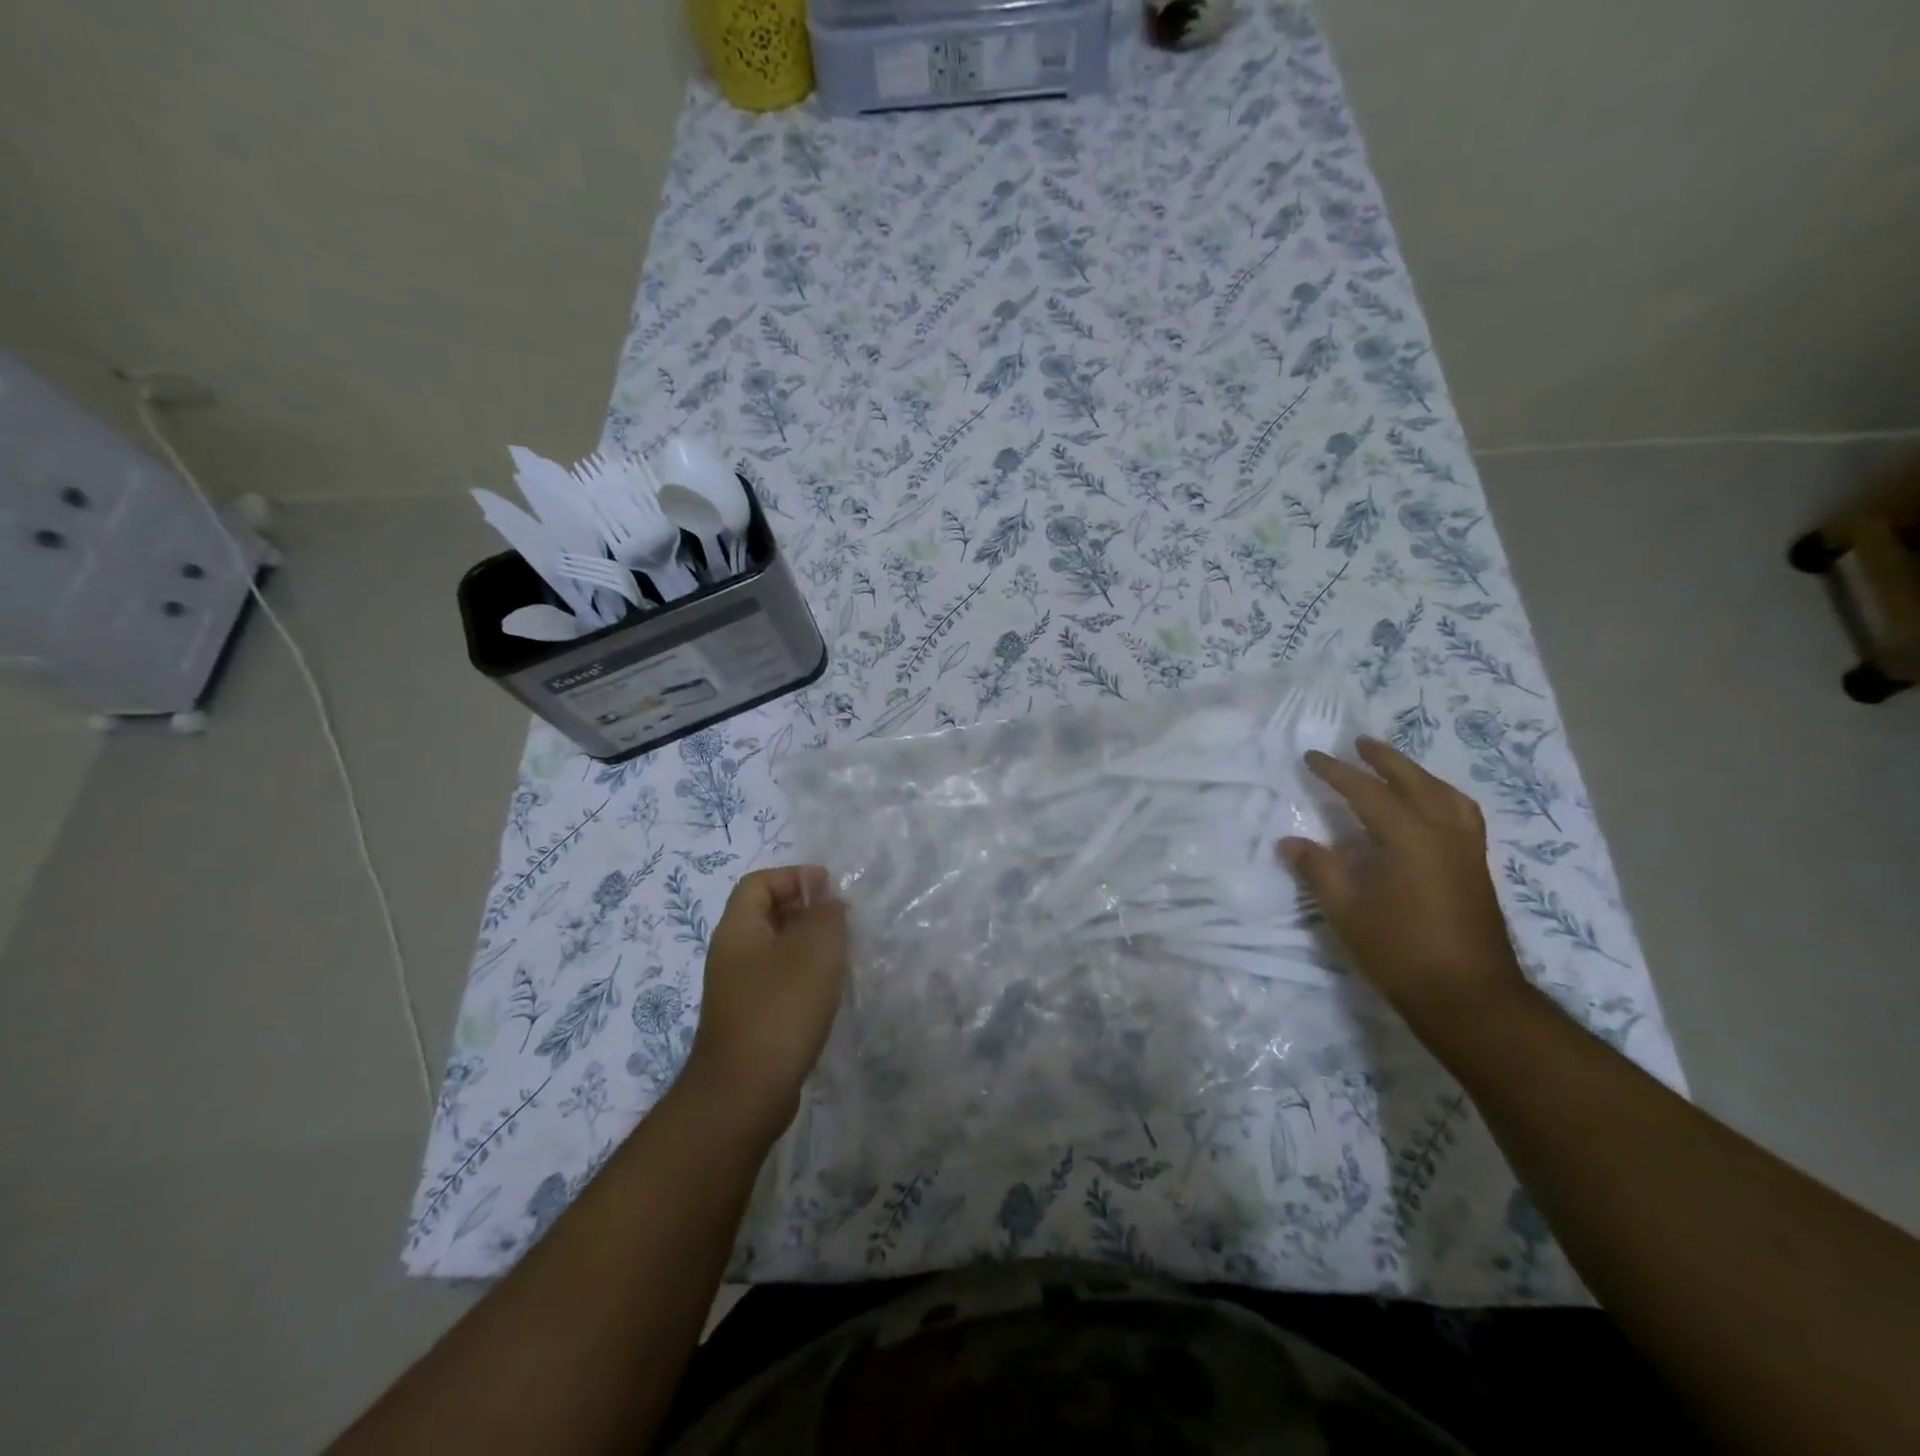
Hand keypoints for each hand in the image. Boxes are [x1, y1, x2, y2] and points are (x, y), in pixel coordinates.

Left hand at [683, 865, 848, 1140]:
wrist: (743, 1095)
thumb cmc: (780, 1011)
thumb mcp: (815, 952)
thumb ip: (826, 916)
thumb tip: (828, 901)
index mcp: (738, 929)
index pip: (760, 883)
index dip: (794, 877)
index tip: (832, 889)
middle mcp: (732, 954)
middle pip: (767, 914)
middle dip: (806, 909)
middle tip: (844, 920)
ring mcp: (738, 990)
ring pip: (776, 950)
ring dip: (809, 945)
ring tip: (843, 954)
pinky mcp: (750, 1020)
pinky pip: (779, 981)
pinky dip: (804, 976)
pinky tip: (829, 992)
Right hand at [1279, 737, 1528, 1034]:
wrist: (1470, 997)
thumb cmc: (1401, 952)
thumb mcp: (1347, 911)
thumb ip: (1319, 870)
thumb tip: (1290, 841)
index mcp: (1409, 838)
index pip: (1367, 792)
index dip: (1336, 773)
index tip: (1312, 757)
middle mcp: (1443, 833)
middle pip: (1414, 782)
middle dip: (1384, 760)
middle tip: (1359, 743)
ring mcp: (1466, 850)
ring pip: (1445, 795)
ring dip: (1417, 775)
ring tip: (1396, 768)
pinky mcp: (1476, 868)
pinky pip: (1461, 814)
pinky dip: (1441, 797)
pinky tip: (1430, 810)